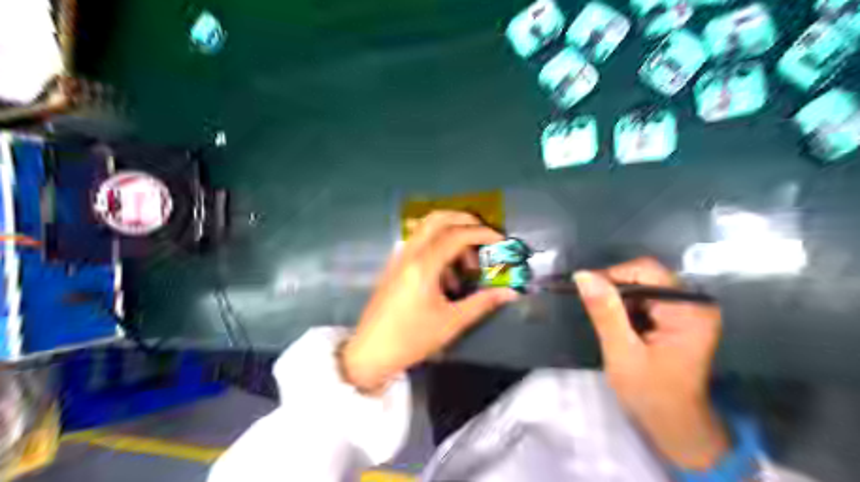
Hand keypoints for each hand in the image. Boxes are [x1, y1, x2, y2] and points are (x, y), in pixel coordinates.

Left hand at [342, 211, 517, 393]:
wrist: (370, 352)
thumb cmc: (411, 339)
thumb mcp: (451, 323)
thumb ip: (483, 302)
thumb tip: (510, 292)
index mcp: (423, 265)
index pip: (457, 235)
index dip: (483, 234)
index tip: (501, 241)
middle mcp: (409, 253)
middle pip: (439, 219)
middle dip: (466, 222)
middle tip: (486, 238)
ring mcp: (399, 257)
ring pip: (427, 228)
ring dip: (452, 235)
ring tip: (467, 266)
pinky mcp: (395, 265)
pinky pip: (419, 243)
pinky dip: (438, 247)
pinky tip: (448, 278)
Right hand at [572, 258, 727, 468]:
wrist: (675, 426)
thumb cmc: (651, 393)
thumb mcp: (622, 352)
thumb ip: (605, 312)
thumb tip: (583, 275)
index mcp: (689, 309)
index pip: (645, 271)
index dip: (612, 275)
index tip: (586, 291)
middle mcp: (694, 303)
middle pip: (645, 277)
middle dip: (615, 292)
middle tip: (595, 313)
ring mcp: (689, 310)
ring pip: (643, 287)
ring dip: (620, 301)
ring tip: (608, 324)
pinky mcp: (680, 319)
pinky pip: (647, 300)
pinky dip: (627, 310)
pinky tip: (620, 328)